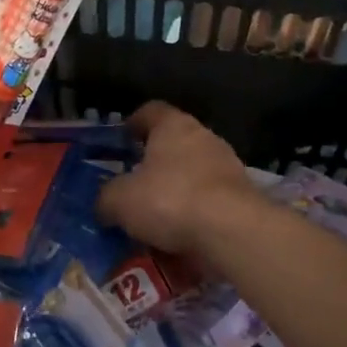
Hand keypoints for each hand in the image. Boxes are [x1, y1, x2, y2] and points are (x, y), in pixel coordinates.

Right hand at [96, 102, 269, 258]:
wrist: (233, 232)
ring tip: (156, 216)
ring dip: (176, 190)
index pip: (151, 111)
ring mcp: (227, 166)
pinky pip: (209, 201)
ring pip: (193, 173)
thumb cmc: (170, 200)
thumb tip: (104, 204)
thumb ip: (106, 198)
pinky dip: (195, 214)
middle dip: (155, 162)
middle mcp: (204, 137)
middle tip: (134, 183)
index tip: (122, 138)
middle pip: (174, 143)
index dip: (134, 123)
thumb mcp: (121, 200)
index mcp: (173, 126)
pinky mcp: (242, 197)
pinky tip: (180, 236)